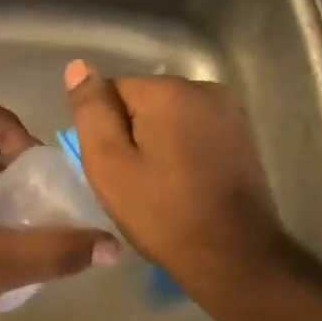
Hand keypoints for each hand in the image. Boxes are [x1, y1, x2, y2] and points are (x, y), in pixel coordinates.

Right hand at [64, 60, 301, 308]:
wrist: (234, 255)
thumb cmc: (163, 213)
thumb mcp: (109, 164)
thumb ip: (91, 112)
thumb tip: (78, 65)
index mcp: (169, 91)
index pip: (113, 90)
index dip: (105, 129)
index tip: (114, 166)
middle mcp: (204, 88)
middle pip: (143, 100)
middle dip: (132, 132)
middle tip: (133, 180)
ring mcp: (229, 111)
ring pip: (170, 116)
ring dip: (158, 141)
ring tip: (160, 184)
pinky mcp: (243, 134)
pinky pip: (195, 130)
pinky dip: (183, 149)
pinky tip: (184, 182)